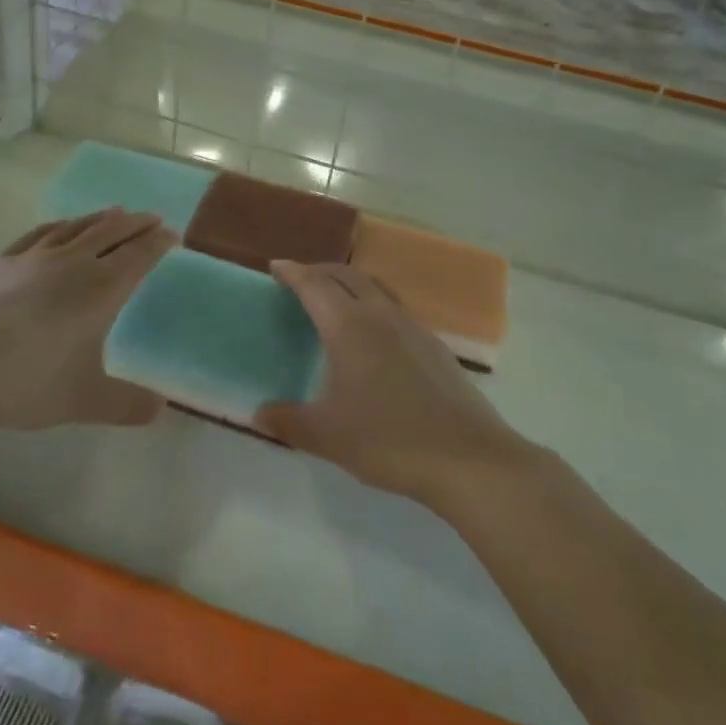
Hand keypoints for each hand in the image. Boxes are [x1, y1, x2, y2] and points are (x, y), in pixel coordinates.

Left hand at [0, 209, 174, 432]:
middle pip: (111, 232)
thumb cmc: (30, 381)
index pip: (139, 255)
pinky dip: (61, 225)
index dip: (158, 243)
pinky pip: (41, 233)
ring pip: (77, 227)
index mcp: (101, 289)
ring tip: (115, 213)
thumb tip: (161, 409)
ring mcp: (34, 258)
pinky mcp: (3, 262)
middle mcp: (73, 263)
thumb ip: (127, 404)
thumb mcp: (86, 400)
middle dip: (136, 223)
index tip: (172, 235)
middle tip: (152, 218)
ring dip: (101, 218)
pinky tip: (61, 227)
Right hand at [258, 262, 528, 507]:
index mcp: (349, 327)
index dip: (293, 273)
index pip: (315, 285)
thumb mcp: (328, 436)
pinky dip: (374, 304)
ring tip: (335, 298)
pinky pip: (395, 308)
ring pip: (375, 287)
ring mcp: (413, 327)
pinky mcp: (435, 344)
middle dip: (320, 271)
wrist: (467, 457)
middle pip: (347, 275)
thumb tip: (258, 414)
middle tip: (300, 279)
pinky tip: (374, 334)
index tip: (276, 266)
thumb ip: (288, 421)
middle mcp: (381, 315)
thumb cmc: (389, 440)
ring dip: (350, 283)